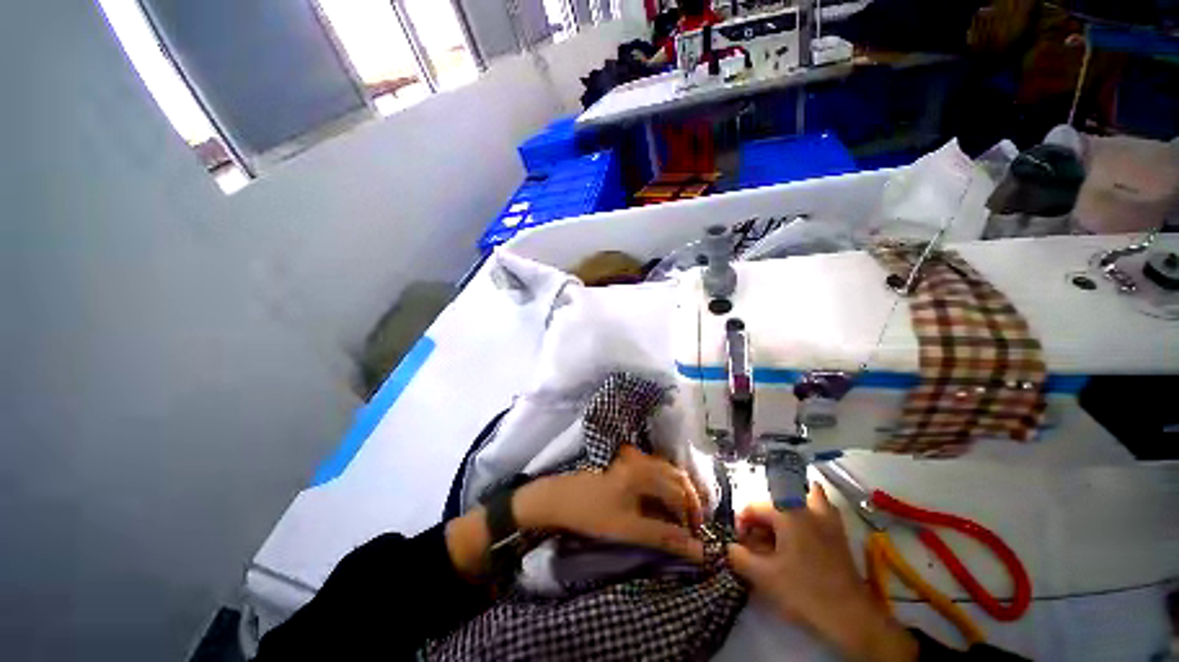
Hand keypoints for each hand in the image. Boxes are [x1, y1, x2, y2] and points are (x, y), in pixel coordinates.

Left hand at [515, 445, 704, 562]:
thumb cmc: (592, 513)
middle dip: (689, 501)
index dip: (691, 515)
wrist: (559, 498)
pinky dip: (665, 487)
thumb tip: (698, 550)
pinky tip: (663, 504)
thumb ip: (663, 537)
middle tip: (693, 526)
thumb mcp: (628, 529)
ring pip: (666, 472)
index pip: (679, 492)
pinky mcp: (626, 466)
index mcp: (643, 473)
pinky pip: (654, 472)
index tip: (695, 538)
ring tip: (682, 517)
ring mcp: (633, 461)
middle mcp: (642, 461)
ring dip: (678, 492)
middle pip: (676, 476)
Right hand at [727, 484, 917, 661]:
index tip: (739, 544)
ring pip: (807, 496)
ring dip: (791, 506)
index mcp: (786, 513)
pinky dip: (812, 512)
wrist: (850, 616)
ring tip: (782, 527)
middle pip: (777, 502)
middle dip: (763, 519)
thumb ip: (740, 557)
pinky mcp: (840, 534)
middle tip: (757, 542)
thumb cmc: (804, 591)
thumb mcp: (764, 577)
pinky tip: (806, 531)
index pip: (754, 507)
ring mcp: (827, 519)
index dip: (742, 523)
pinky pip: (823, 510)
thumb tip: (729, 546)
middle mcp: (806, 508)